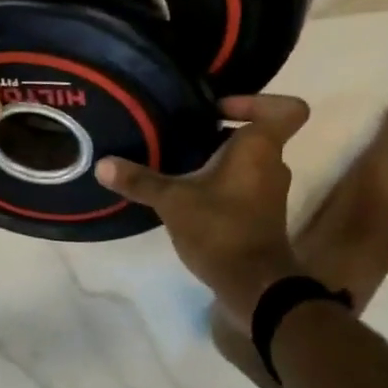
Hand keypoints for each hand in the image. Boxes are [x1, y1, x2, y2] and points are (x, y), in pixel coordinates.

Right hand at [96, 95, 312, 318]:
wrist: (253, 286)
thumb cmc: (221, 229)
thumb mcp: (173, 201)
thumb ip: (140, 181)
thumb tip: (102, 165)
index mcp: (260, 148)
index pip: (286, 109)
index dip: (256, 102)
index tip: (218, 110)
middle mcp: (272, 164)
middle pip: (255, 134)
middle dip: (219, 132)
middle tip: (180, 134)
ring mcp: (269, 192)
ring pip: (246, 161)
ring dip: (216, 160)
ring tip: (176, 163)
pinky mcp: (260, 215)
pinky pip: (241, 185)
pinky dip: (218, 184)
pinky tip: (186, 194)